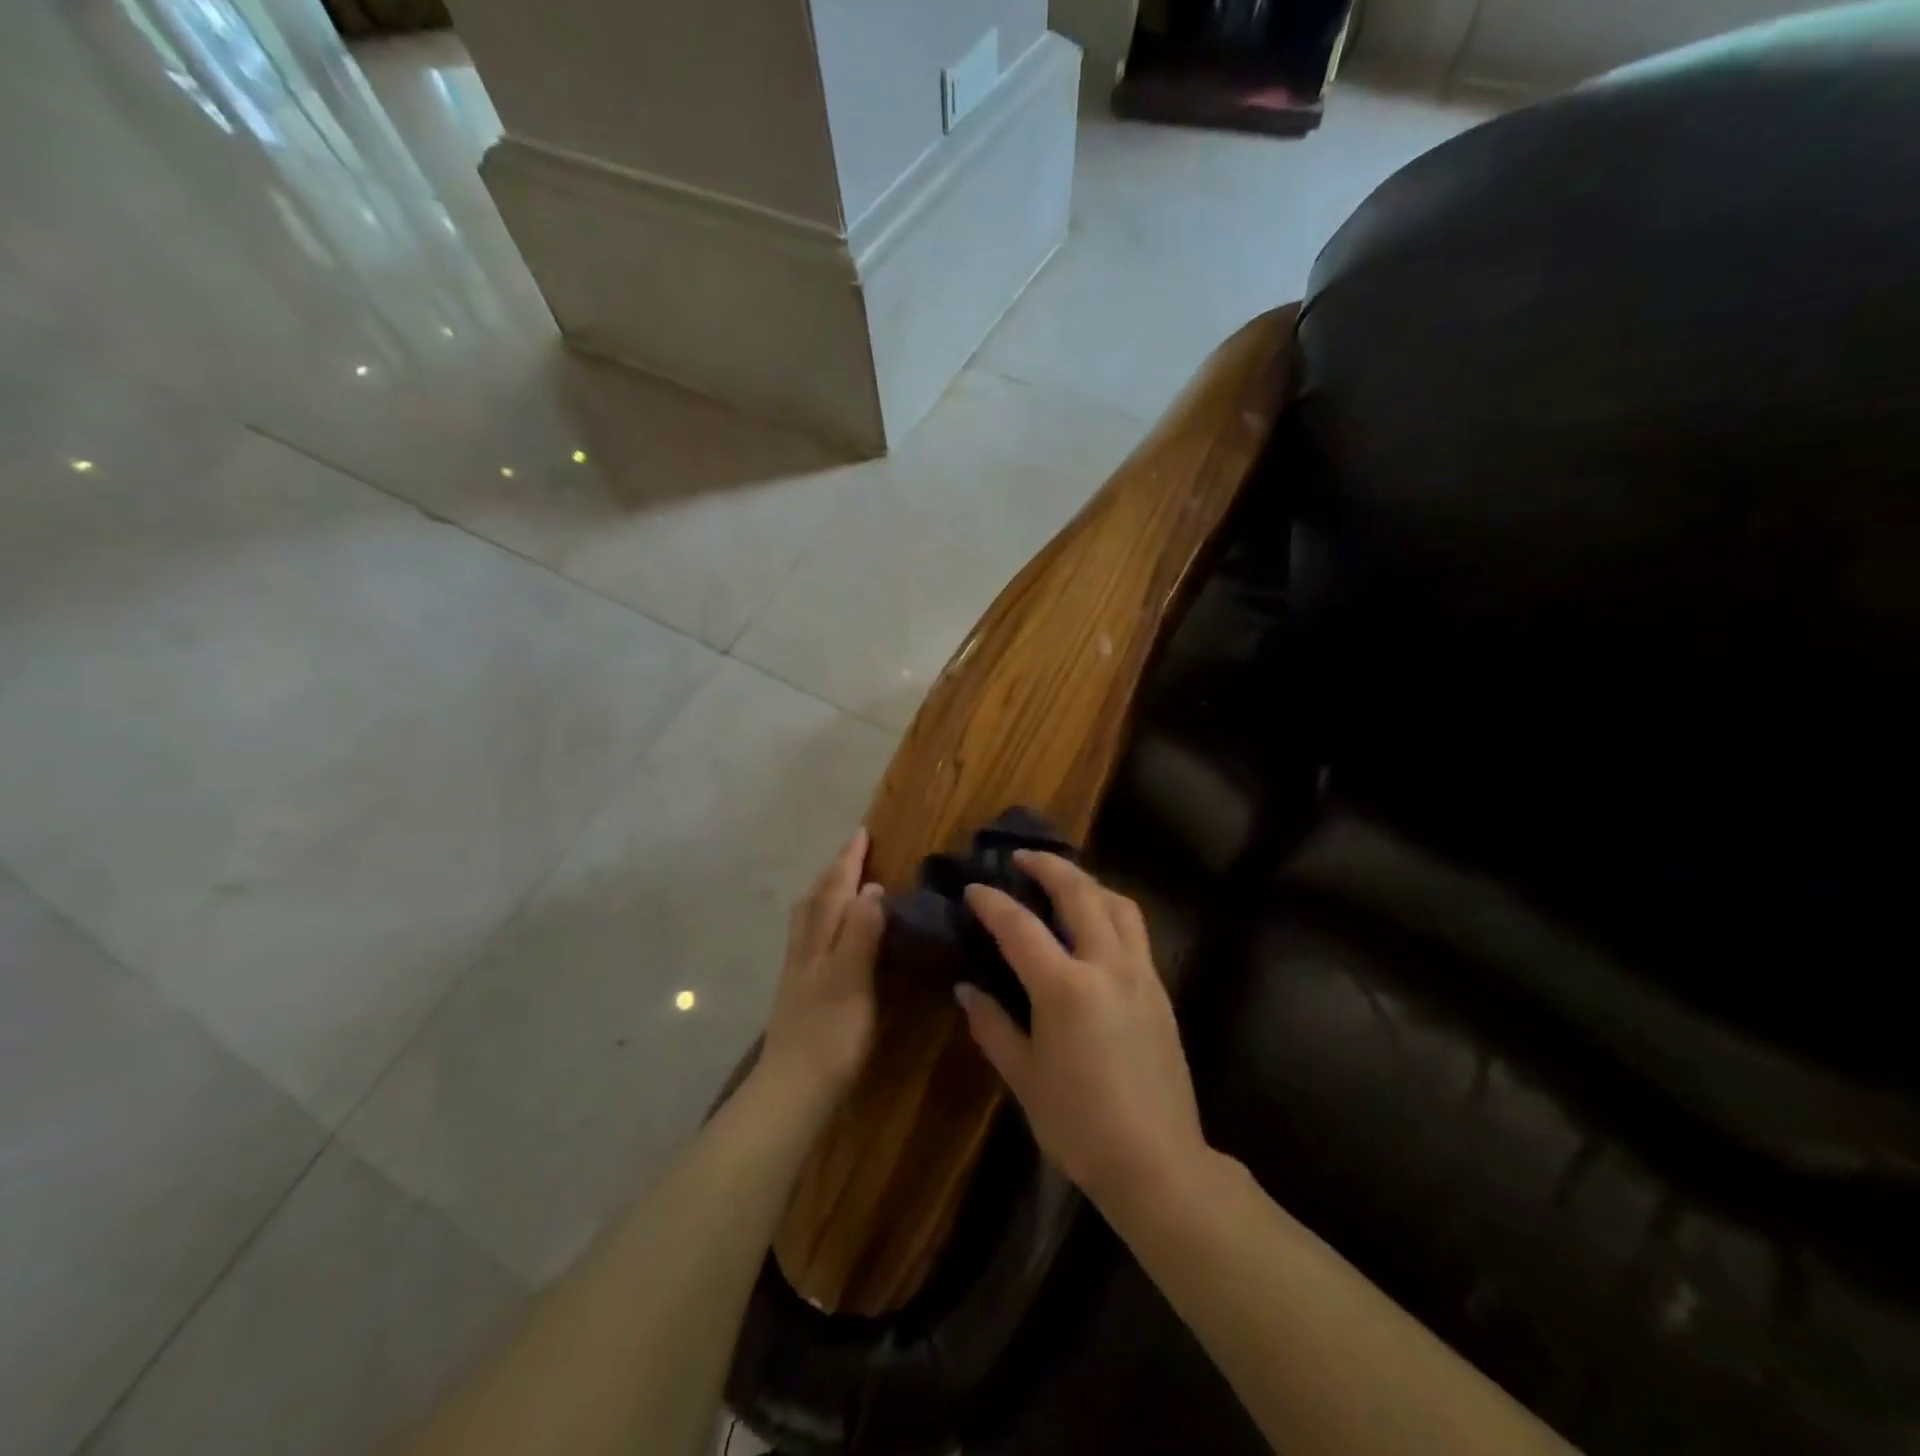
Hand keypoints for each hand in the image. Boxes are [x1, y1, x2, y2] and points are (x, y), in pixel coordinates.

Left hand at [760, 828, 884, 1098]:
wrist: (792, 1089)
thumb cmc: (830, 1034)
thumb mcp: (853, 979)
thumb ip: (862, 933)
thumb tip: (872, 887)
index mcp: (820, 940)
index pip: (836, 890)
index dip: (849, 861)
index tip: (861, 832)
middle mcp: (806, 948)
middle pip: (816, 899)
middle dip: (834, 872)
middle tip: (851, 852)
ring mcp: (798, 971)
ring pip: (807, 918)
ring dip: (823, 893)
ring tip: (836, 884)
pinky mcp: (798, 993)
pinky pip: (808, 939)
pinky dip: (820, 920)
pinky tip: (827, 936)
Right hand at [958, 852, 1208, 1213]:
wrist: (1158, 1162)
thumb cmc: (1079, 1125)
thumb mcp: (1024, 1078)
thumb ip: (993, 1026)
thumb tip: (966, 989)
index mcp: (1065, 988)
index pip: (1020, 927)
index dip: (993, 902)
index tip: (974, 887)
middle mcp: (1107, 966)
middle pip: (1079, 894)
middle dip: (1048, 867)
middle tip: (1022, 857)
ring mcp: (1141, 974)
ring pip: (1117, 904)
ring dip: (1087, 882)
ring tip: (1063, 881)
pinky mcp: (1161, 989)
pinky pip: (1136, 930)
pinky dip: (1111, 909)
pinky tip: (1096, 923)